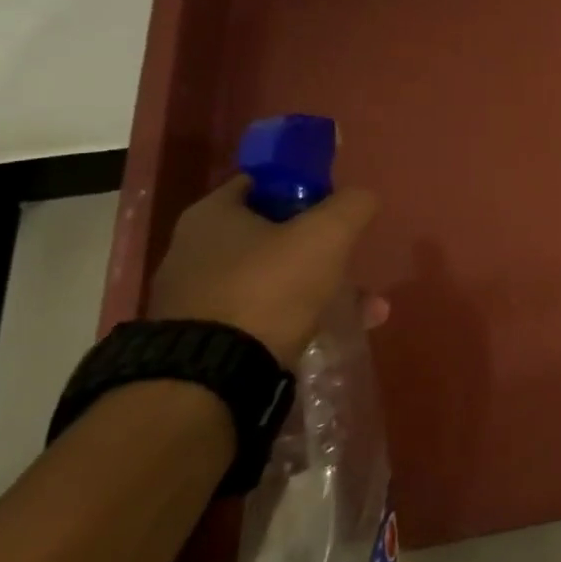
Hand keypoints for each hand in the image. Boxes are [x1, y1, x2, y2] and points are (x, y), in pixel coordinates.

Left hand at [147, 177, 382, 365]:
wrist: (209, 378)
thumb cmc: (268, 287)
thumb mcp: (327, 234)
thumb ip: (352, 205)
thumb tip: (362, 198)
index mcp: (211, 215)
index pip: (262, 183)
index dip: (303, 188)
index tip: (336, 210)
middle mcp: (193, 251)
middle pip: (272, 235)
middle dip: (321, 249)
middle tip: (353, 262)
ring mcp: (195, 298)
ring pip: (273, 280)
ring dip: (320, 290)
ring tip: (366, 310)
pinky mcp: (203, 339)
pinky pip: (262, 317)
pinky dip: (298, 320)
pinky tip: (332, 334)